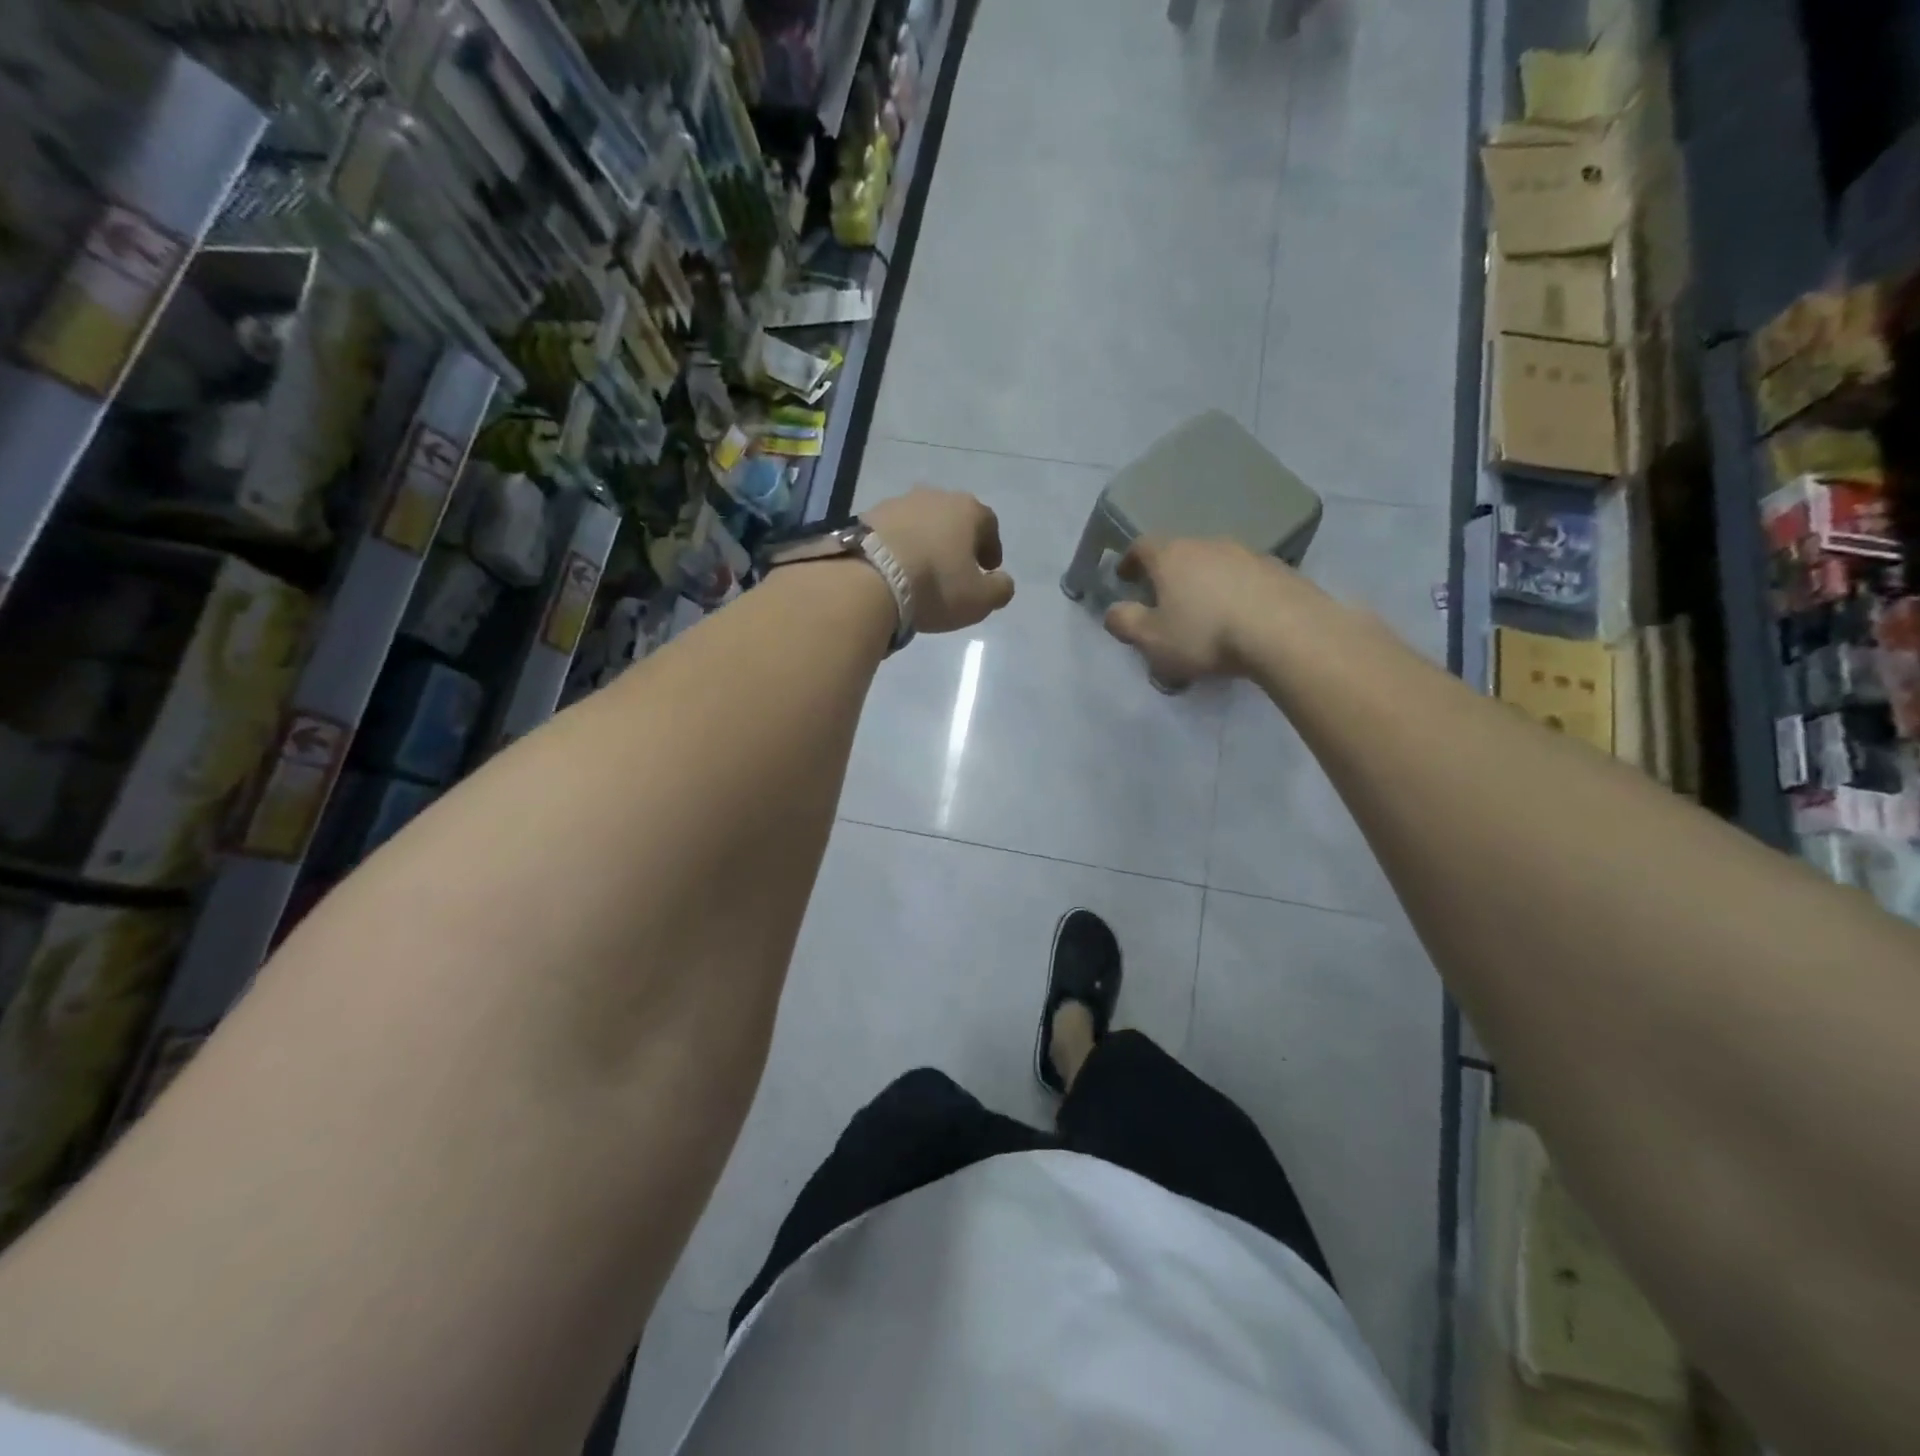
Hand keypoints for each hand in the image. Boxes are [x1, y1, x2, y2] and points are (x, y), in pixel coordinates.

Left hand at [863, 487, 1016, 633]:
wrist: (868, 578)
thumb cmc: (935, 585)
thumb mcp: (979, 599)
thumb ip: (999, 589)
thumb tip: (1002, 582)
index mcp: (967, 510)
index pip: (988, 523)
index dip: (991, 547)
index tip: (988, 568)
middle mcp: (933, 496)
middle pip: (953, 518)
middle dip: (957, 541)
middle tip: (956, 567)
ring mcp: (897, 503)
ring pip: (920, 522)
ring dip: (925, 542)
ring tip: (921, 570)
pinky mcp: (866, 516)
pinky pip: (892, 532)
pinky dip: (898, 547)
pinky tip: (894, 569)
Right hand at [1103, 536, 1299, 684]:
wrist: (1286, 632)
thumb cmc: (1206, 635)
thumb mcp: (1152, 639)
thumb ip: (1125, 623)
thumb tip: (1112, 611)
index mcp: (1172, 556)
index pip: (1142, 546)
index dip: (1129, 561)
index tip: (1125, 578)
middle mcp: (1208, 544)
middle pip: (1180, 552)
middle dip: (1169, 574)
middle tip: (1164, 601)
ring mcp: (1248, 553)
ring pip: (1215, 564)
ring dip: (1205, 583)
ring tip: (1205, 612)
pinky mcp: (1280, 570)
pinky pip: (1246, 578)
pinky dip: (1235, 592)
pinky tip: (1240, 617)